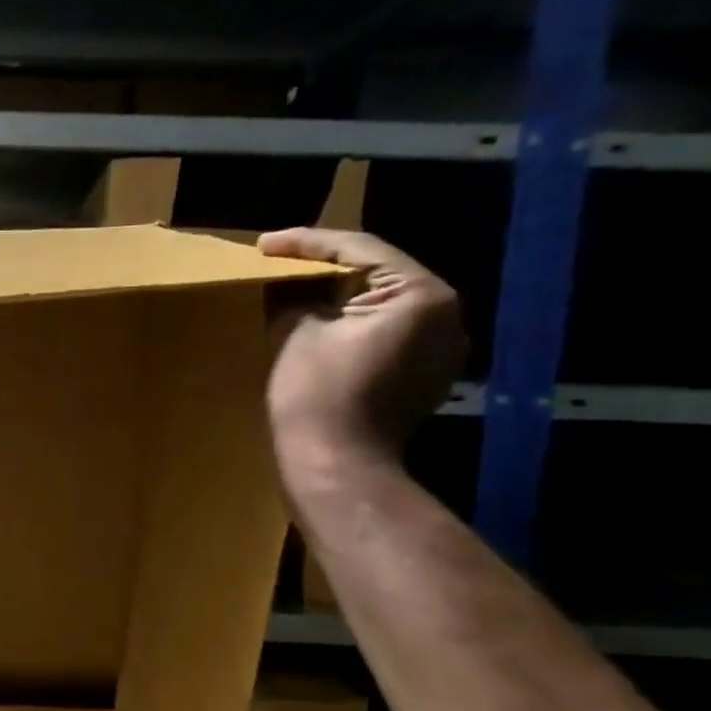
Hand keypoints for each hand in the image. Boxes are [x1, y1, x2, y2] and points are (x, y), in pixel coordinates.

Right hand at [258, 228, 464, 484]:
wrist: (336, 467)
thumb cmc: (318, 396)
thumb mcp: (297, 332)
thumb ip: (294, 297)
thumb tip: (285, 284)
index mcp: (421, 295)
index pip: (359, 250)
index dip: (306, 242)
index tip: (264, 244)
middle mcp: (445, 316)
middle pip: (378, 275)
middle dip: (326, 269)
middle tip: (280, 262)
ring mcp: (440, 350)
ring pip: (381, 306)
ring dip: (339, 298)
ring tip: (294, 291)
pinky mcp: (424, 377)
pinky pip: (386, 334)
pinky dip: (352, 325)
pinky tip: (318, 325)